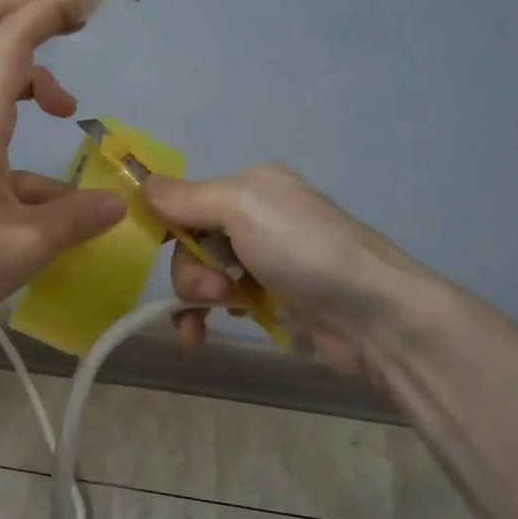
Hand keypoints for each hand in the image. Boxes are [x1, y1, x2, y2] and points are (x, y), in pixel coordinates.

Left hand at [0, 0, 127, 336]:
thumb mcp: (24, 248)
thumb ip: (76, 219)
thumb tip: (119, 203)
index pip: (11, 43)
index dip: (52, 9)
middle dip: (26, 7)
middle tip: (72, 16)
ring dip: (28, 68)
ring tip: (68, 109)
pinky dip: (22, 123)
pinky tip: (51, 184)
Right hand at [143, 164, 453, 379]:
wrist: (375, 314)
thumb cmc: (306, 251)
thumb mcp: (243, 208)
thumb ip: (189, 198)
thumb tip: (142, 183)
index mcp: (251, 186)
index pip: (186, 200)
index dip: (166, 226)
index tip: (154, 251)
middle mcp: (256, 218)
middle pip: (190, 243)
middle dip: (191, 271)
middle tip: (217, 291)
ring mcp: (264, 261)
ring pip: (202, 276)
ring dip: (197, 297)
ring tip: (224, 312)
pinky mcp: (271, 299)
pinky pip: (221, 303)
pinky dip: (205, 319)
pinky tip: (201, 336)